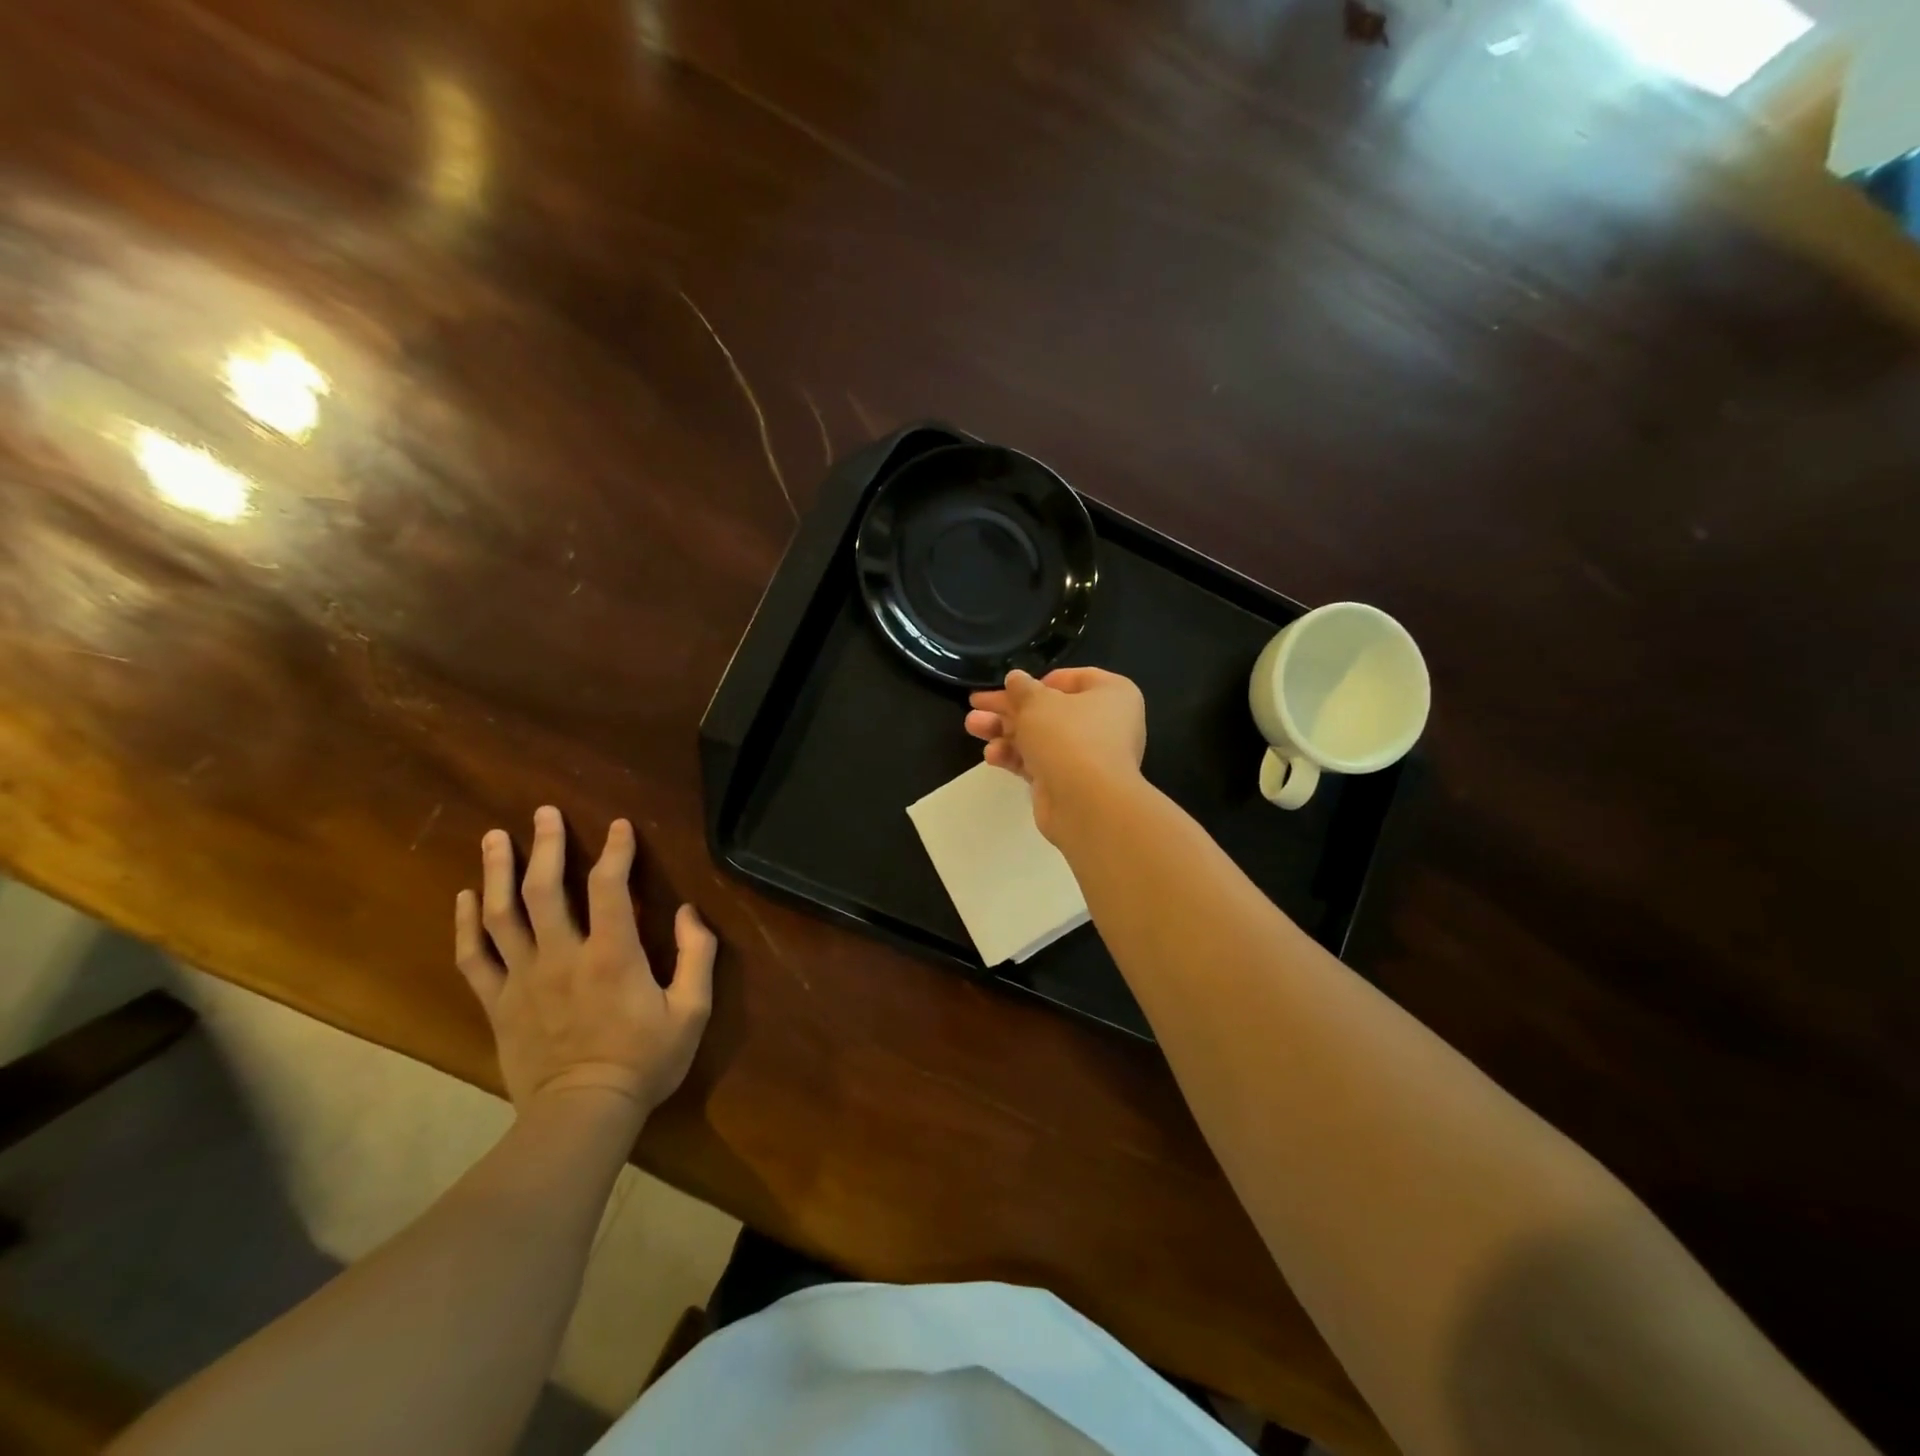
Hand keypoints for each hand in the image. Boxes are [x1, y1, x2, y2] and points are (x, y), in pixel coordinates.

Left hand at [454, 806, 717, 1119]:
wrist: (582, 1114)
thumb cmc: (645, 1060)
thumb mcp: (692, 1011)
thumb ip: (698, 955)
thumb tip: (690, 912)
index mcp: (612, 954)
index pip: (609, 886)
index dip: (615, 850)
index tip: (619, 826)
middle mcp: (562, 956)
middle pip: (544, 889)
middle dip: (545, 845)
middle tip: (544, 813)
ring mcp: (523, 979)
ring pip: (502, 914)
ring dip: (498, 871)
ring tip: (494, 837)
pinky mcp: (498, 1003)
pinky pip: (474, 957)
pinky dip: (466, 924)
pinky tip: (466, 897)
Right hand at [964, 667, 1146, 840]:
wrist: (1087, 804)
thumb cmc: (1068, 737)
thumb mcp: (1037, 703)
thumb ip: (1022, 689)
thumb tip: (1015, 678)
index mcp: (1112, 694)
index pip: (1073, 679)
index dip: (1037, 681)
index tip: (1010, 686)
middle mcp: (1105, 723)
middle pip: (1049, 709)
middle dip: (1008, 708)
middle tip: (976, 704)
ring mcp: (1087, 756)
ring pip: (1040, 737)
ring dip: (1004, 731)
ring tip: (972, 726)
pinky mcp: (1069, 783)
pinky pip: (1039, 763)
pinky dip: (1016, 757)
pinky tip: (992, 755)